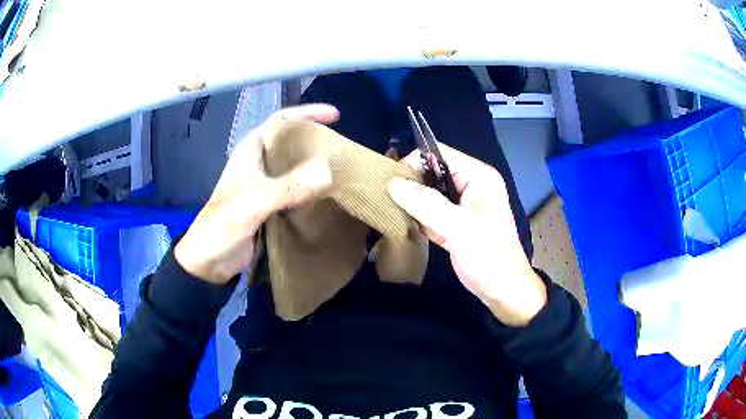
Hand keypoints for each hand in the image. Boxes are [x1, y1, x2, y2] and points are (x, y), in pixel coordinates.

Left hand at [175, 104, 339, 283]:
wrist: (210, 259)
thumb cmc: (225, 223)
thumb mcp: (256, 201)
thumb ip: (290, 186)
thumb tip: (329, 171)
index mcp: (250, 151)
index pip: (280, 121)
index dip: (307, 113)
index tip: (335, 116)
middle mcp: (257, 163)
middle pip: (289, 142)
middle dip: (313, 140)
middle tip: (341, 146)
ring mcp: (263, 184)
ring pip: (292, 166)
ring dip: (313, 165)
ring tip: (339, 167)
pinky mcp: (268, 204)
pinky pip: (293, 189)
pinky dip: (309, 188)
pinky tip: (325, 193)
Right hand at [388, 144, 546, 325]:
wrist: (502, 290)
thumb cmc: (488, 256)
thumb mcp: (458, 227)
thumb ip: (426, 204)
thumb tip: (393, 183)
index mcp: (478, 176)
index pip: (439, 153)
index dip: (414, 162)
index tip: (392, 182)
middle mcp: (470, 184)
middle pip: (432, 172)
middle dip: (414, 187)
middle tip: (396, 204)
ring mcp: (464, 203)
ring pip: (429, 193)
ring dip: (418, 207)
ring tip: (414, 221)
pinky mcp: (456, 220)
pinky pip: (432, 211)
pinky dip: (424, 221)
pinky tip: (427, 234)